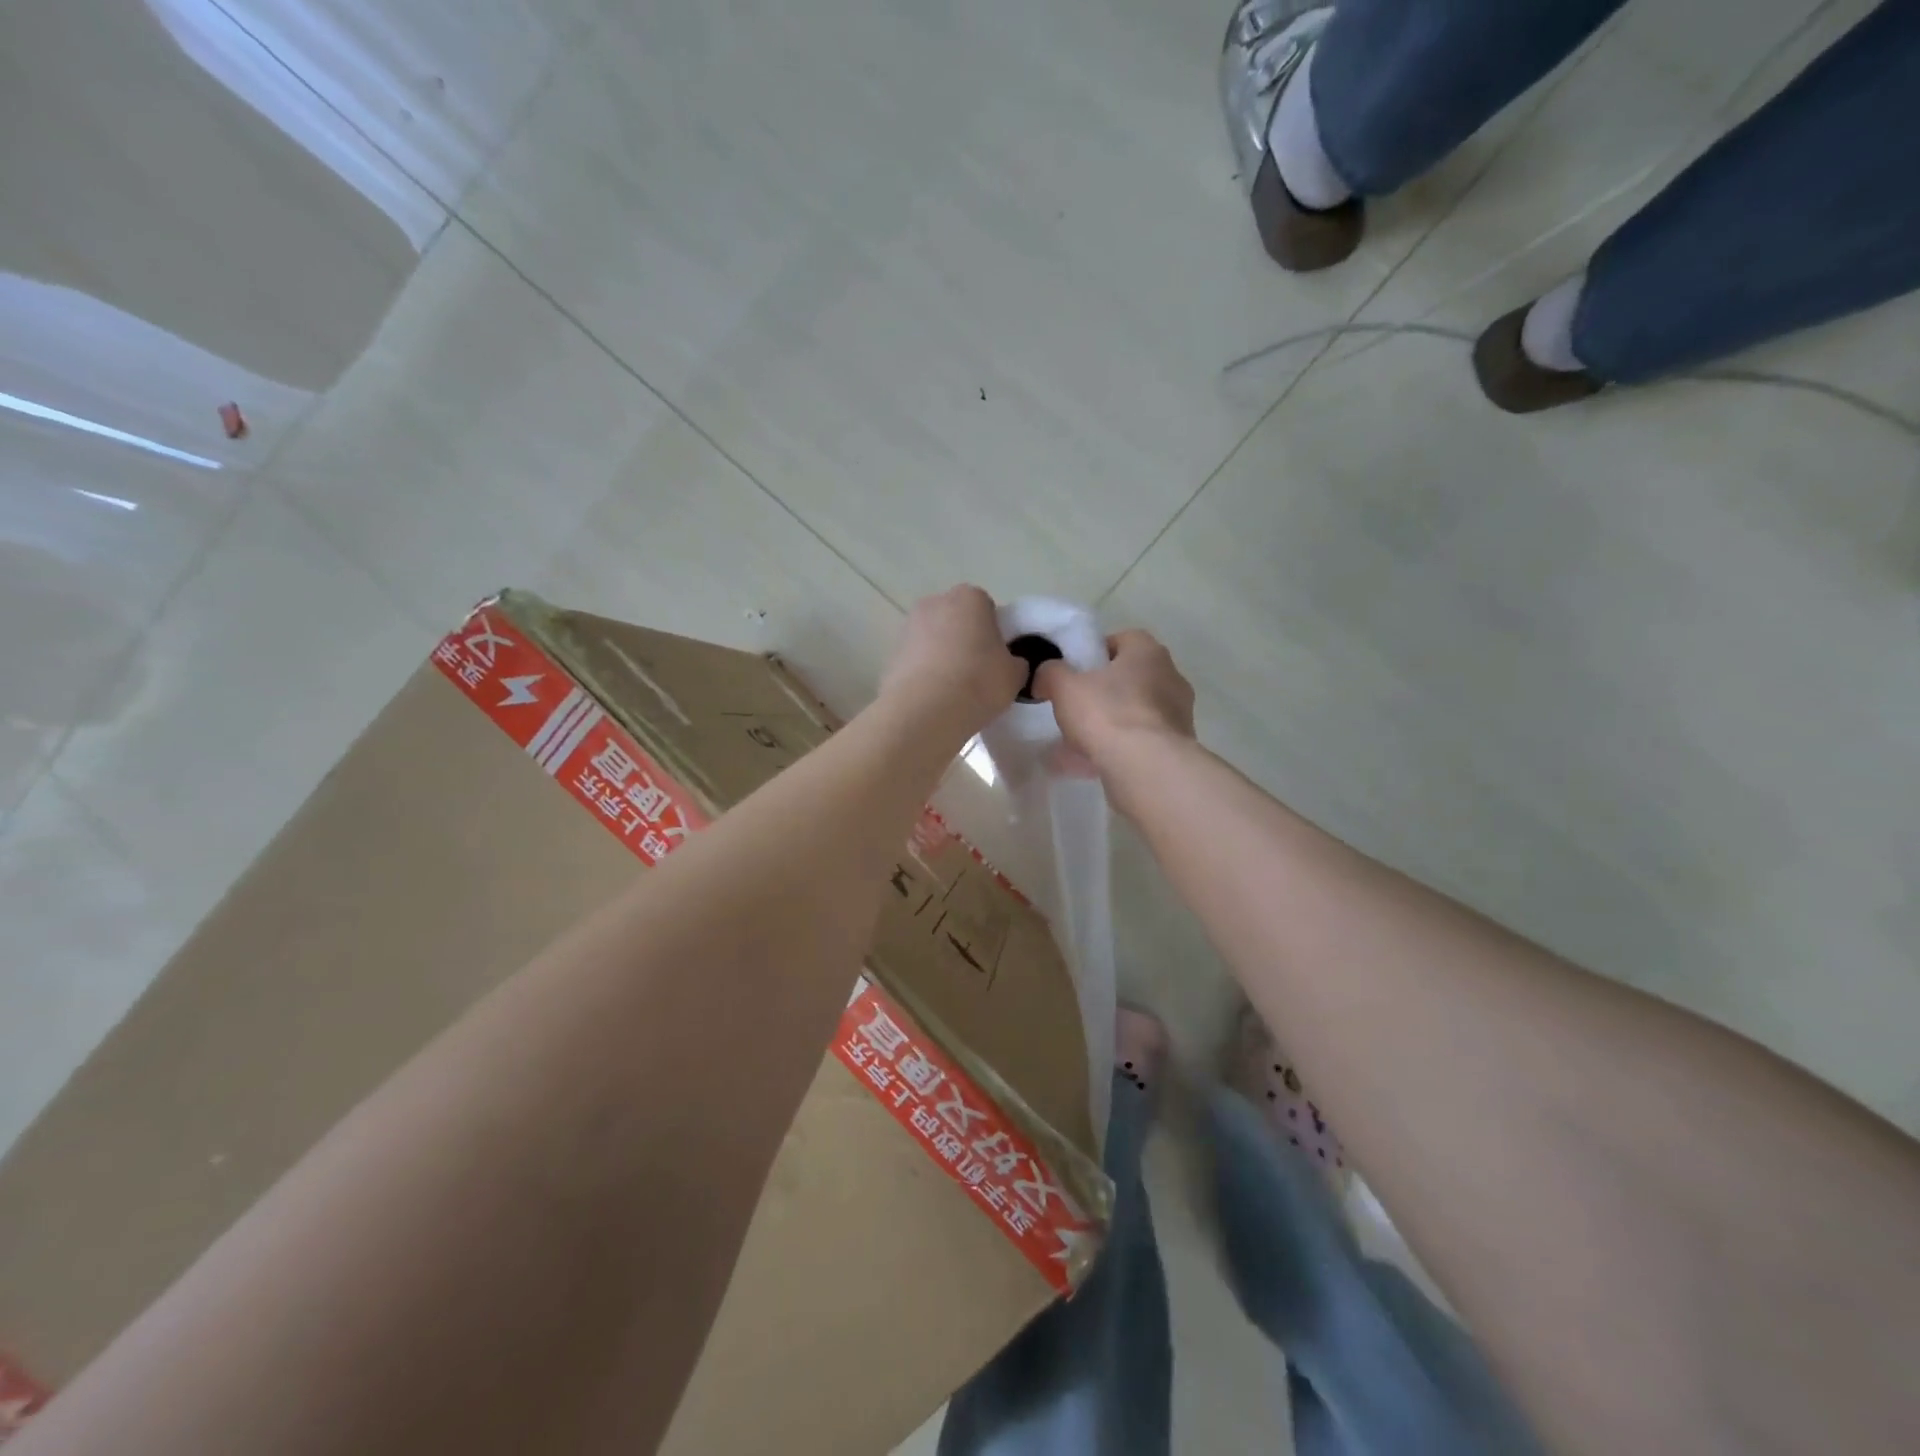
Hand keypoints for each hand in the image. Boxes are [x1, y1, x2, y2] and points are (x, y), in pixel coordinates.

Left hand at [880, 585, 1025, 733]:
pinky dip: (924, 674)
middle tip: (979, 674)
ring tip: (954, 691)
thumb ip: (1016, 662)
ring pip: (934, 640)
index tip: (999, 660)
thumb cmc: (978, 682)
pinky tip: (934, 699)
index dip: (995, 634)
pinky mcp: (890, 654)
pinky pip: (916, 661)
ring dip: (943, 657)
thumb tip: (1009, 663)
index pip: (988, 608)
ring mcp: (908, 627)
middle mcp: (935, 603)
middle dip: (966, 641)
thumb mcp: (1015, 675)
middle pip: (957, 620)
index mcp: (970, 598)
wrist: (924, 711)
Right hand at [1033, 629, 1194, 770]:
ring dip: (1110, 724)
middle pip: (1129, 678)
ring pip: (1134, 713)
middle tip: (1075, 708)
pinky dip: (1118, 749)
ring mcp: (1178, 714)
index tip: (1074, 673)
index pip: (1121, 640)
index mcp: (1148, 651)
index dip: (1094, 654)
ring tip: (1077, 744)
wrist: (1145, 766)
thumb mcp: (1064, 686)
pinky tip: (1091, 764)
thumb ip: (1051, 673)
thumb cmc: (1106, 713)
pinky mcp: (1176, 746)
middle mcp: (1171, 676)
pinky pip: (1140, 741)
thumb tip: (1047, 674)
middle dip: (1102, 692)